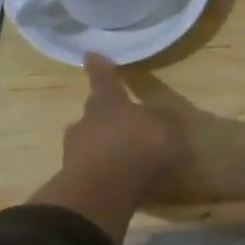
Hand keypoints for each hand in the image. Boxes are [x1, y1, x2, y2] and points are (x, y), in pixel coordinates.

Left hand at [28, 55, 189, 242]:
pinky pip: (91, 171)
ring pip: (88, 143)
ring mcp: (76, 152)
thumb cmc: (140, 147)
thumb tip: (167, 119)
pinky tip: (118, 182)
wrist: (106, 190)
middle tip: (115, 122)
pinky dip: (103, 173)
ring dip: (101, 147)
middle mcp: (88, 122)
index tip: (90, 54)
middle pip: (93, 113)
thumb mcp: (169, 129)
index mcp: (109, 103)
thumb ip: (167, 123)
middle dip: (103, 117)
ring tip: (119, 157)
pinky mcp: (75, 181)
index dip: (100, 68)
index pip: (105, 80)